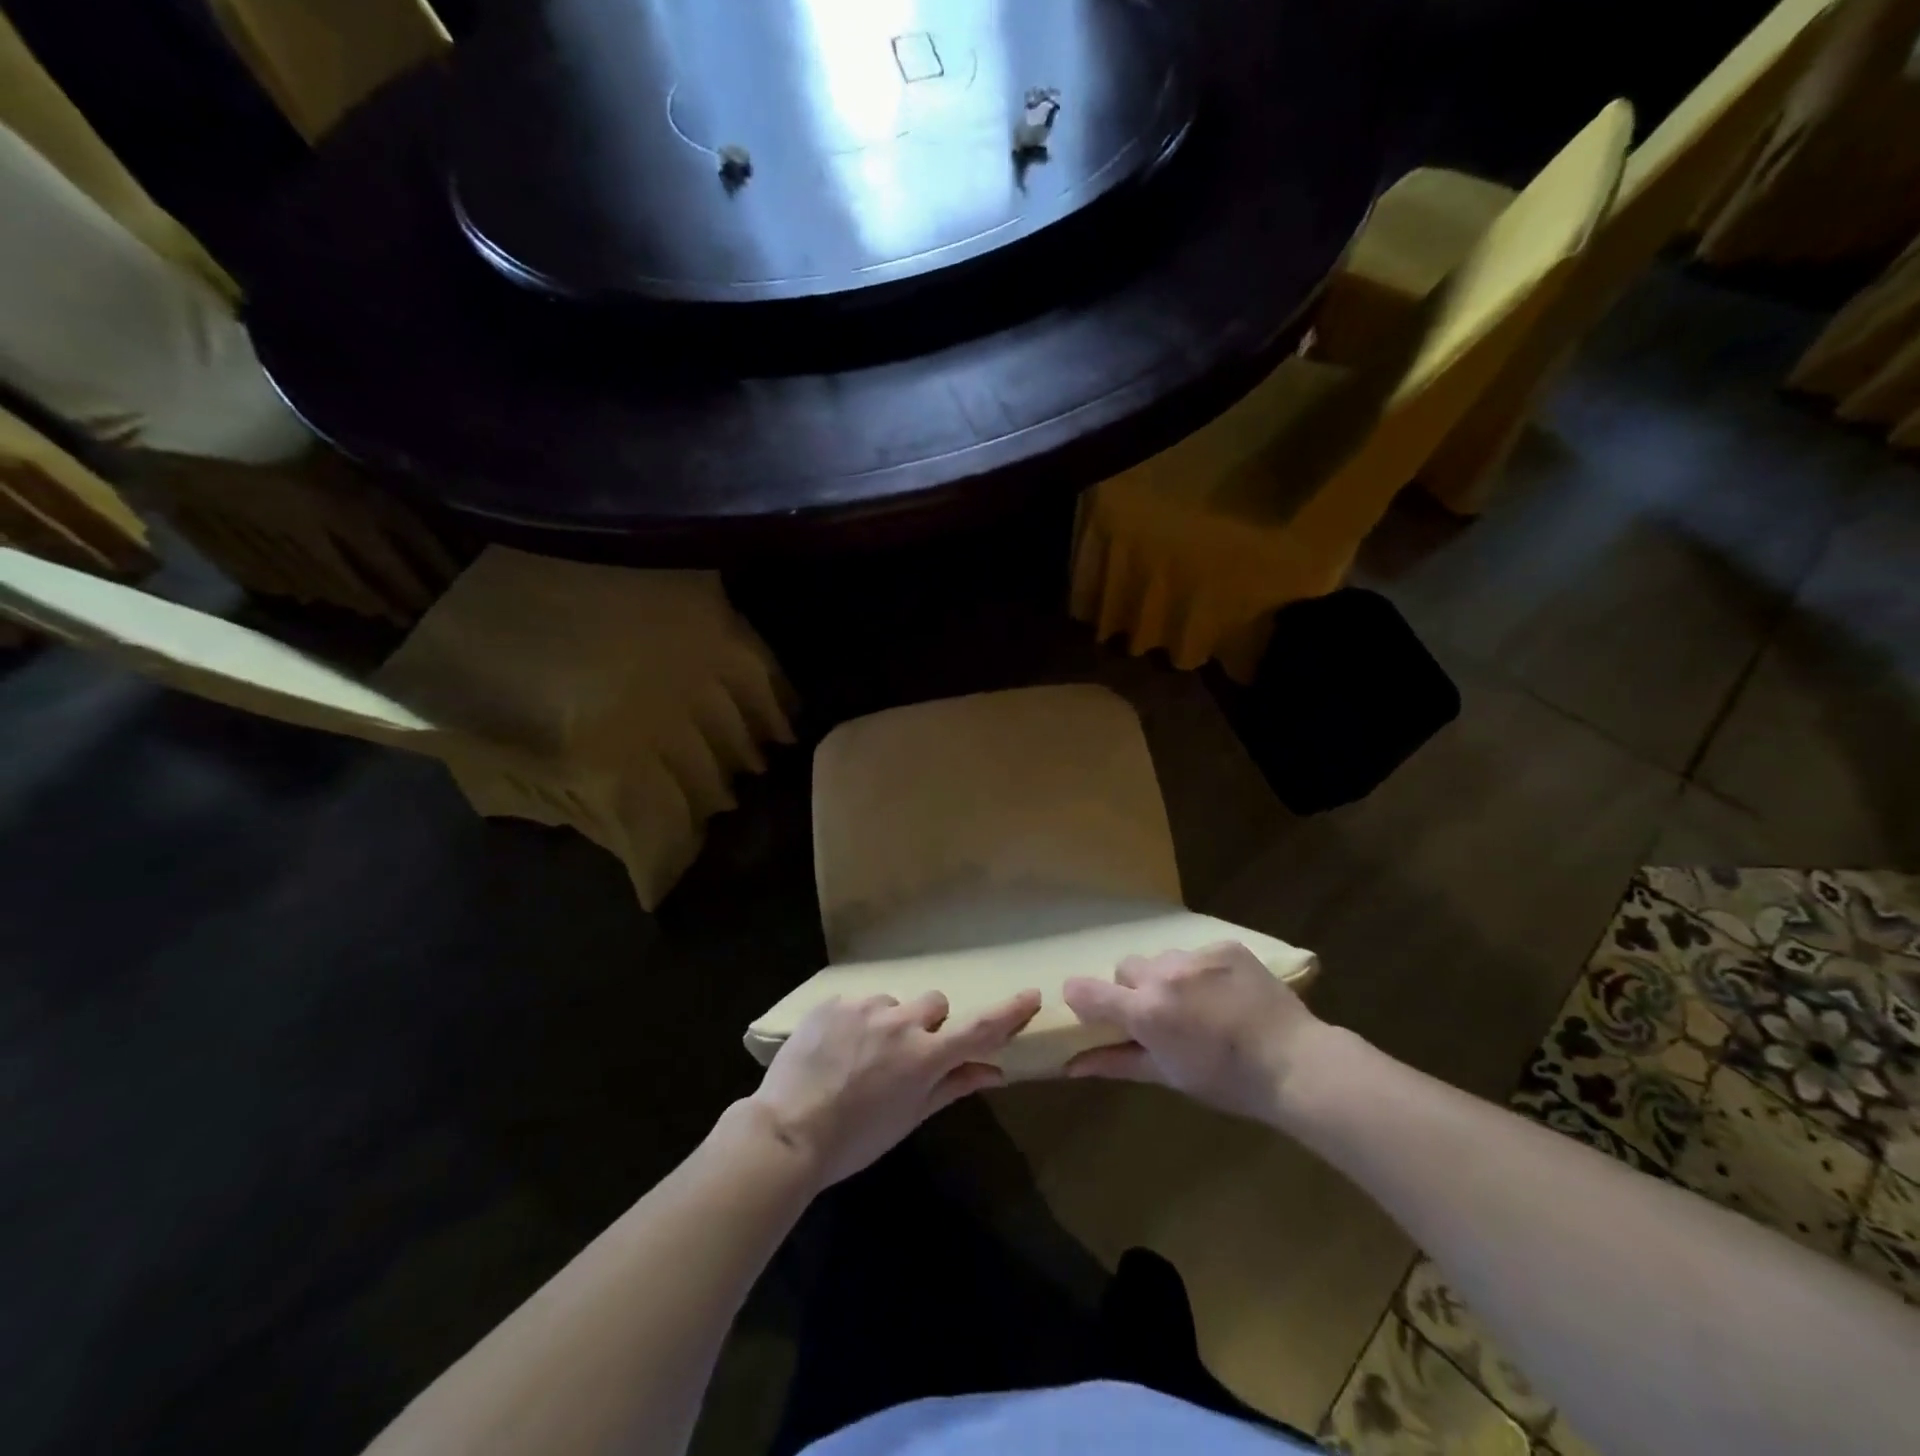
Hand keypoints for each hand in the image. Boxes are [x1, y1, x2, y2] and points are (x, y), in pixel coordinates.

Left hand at [748, 989, 1041, 1190]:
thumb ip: (953, 1086)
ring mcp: (864, 1007)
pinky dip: (856, 1021)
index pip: (978, 1028)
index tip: (1030, 995)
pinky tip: (835, 1049)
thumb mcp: (909, 1118)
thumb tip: (995, 1072)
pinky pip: (858, 1003)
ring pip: (893, 1003)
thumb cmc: (854, 1139)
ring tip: (860, 1055)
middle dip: (930, 1024)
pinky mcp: (834, 1002)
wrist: (786, 1132)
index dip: (1008, 1012)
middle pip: (935, 1004)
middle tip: (908, 1053)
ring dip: (888, 1023)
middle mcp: (900, 1022)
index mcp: (924, 1056)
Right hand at [1061, 943, 1324, 1124]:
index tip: (1093, 1010)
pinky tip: (1225, 993)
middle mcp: (1163, 974)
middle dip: (1134, 989)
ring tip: (1198, 1003)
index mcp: (1145, 1011)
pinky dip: (1202, 971)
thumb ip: (1116, 1062)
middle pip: (1126, 968)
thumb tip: (1071, 1066)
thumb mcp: (1168, 1076)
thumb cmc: (1227, 1081)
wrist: (1296, 1063)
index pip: (1086, 990)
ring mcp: (1196, 956)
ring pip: (1162, 958)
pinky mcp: (1225, 946)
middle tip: (1160, 1015)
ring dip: (1168, 977)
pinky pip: (1197, 953)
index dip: (1082, 998)